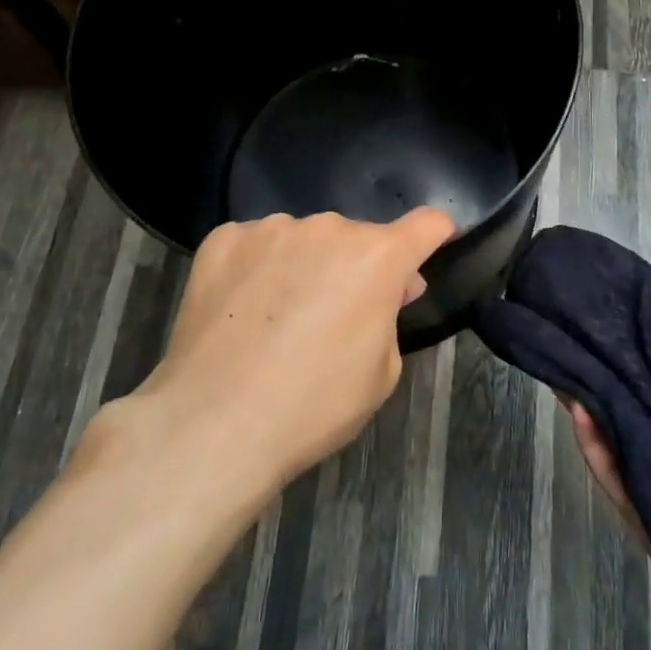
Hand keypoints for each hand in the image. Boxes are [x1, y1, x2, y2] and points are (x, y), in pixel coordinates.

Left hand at [126, 209, 455, 493]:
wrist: (213, 425)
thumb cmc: (313, 406)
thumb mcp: (381, 374)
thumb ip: (391, 318)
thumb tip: (388, 289)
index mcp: (378, 257)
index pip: (427, 224)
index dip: (437, 234)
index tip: (433, 246)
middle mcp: (329, 228)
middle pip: (358, 238)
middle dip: (358, 267)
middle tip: (337, 315)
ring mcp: (272, 229)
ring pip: (304, 239)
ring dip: (306, 265)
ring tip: (279, 319)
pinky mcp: (223, 239)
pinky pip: (256, 244)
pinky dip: (258, 268)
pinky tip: (240, 310)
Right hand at [565, 293, 650, 649]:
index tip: (631, 298)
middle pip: (644, 394)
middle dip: (615, 359)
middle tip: (582, 317)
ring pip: (620, 428)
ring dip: (594, 393)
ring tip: (564, 349)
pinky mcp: (649, 517)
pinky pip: (614, 476)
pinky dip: (592, 444)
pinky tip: (577, 406)